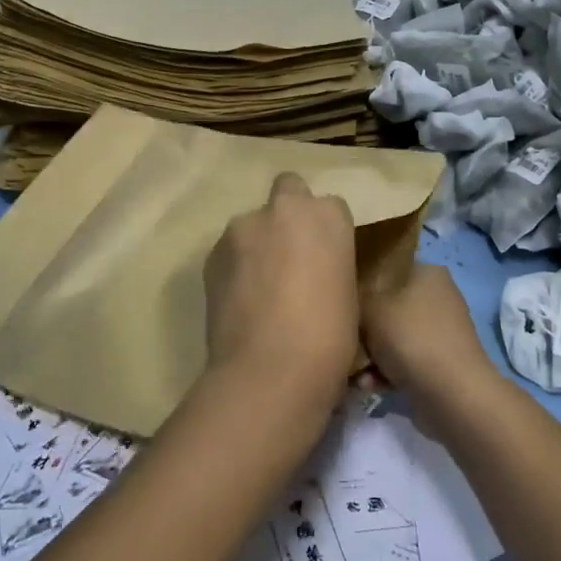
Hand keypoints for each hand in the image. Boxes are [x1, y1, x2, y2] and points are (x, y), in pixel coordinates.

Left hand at [203, 172, 359, 408]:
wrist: (271, 370)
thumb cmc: (329, 337)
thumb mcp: (348, 292)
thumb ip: (330, 263)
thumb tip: (315, 270)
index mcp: (328, 215)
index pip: (330, 207)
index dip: (325, 232)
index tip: (325, 259)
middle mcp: (284, 207)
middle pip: (288, 190)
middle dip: (289, 214)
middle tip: (290, 256)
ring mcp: (243, 227)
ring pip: (253, 223)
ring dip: (258, 243)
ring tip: (259, 288)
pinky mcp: (212, 253)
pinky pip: (229, 251)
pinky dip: (235, 266)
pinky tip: (240, 301)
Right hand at [360, 265, 497, 405]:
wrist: (452, 394)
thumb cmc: (410, 338)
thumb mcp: (371, 307)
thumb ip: (356, 297)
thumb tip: (351, 298)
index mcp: (428, 272)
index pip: (388, 268)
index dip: (362, 284)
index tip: (343, 303)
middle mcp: (438, 296)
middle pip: (388, 306)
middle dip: (365, 329)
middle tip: (349, 342)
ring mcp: (442, 331)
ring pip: (394, 337)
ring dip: (373, 356)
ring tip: (358, 374)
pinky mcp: (441, 362)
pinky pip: (405, 361)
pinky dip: (387, 373)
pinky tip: (371, 386)